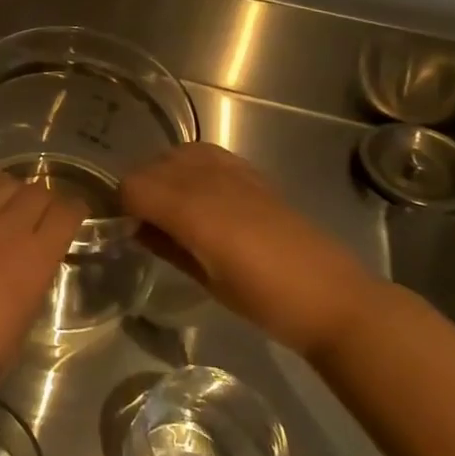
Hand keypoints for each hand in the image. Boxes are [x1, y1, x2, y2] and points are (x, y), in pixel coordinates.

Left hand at [0, 170, 84, 412]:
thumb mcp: (23, 327)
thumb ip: (33, 286)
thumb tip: (33, 268)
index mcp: (34, 259)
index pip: (66, 212)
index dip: (77, 210)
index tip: (77, 216)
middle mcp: (6, 229)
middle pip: (37, 190)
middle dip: (49, 199)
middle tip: (47, 215)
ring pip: (4, 183)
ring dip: (18, 191)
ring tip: (16, 206)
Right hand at [120, 143, 382, 357]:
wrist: (333, 298)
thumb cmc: (266, 301)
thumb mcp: (206, 281)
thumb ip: (167, 246)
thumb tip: (136, 228)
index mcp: (193, 211)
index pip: (133, 186)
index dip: (121, 205)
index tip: (122, 227)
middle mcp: (208, 180)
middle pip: (151, 166)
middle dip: (140, 190)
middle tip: (144, 222)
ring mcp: (233, 172)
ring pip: (176, 154)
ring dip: (163, 175)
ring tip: (169, 207)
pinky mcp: (252, 173)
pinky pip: (206, 154)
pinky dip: (190, 167)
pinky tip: (198, 194)